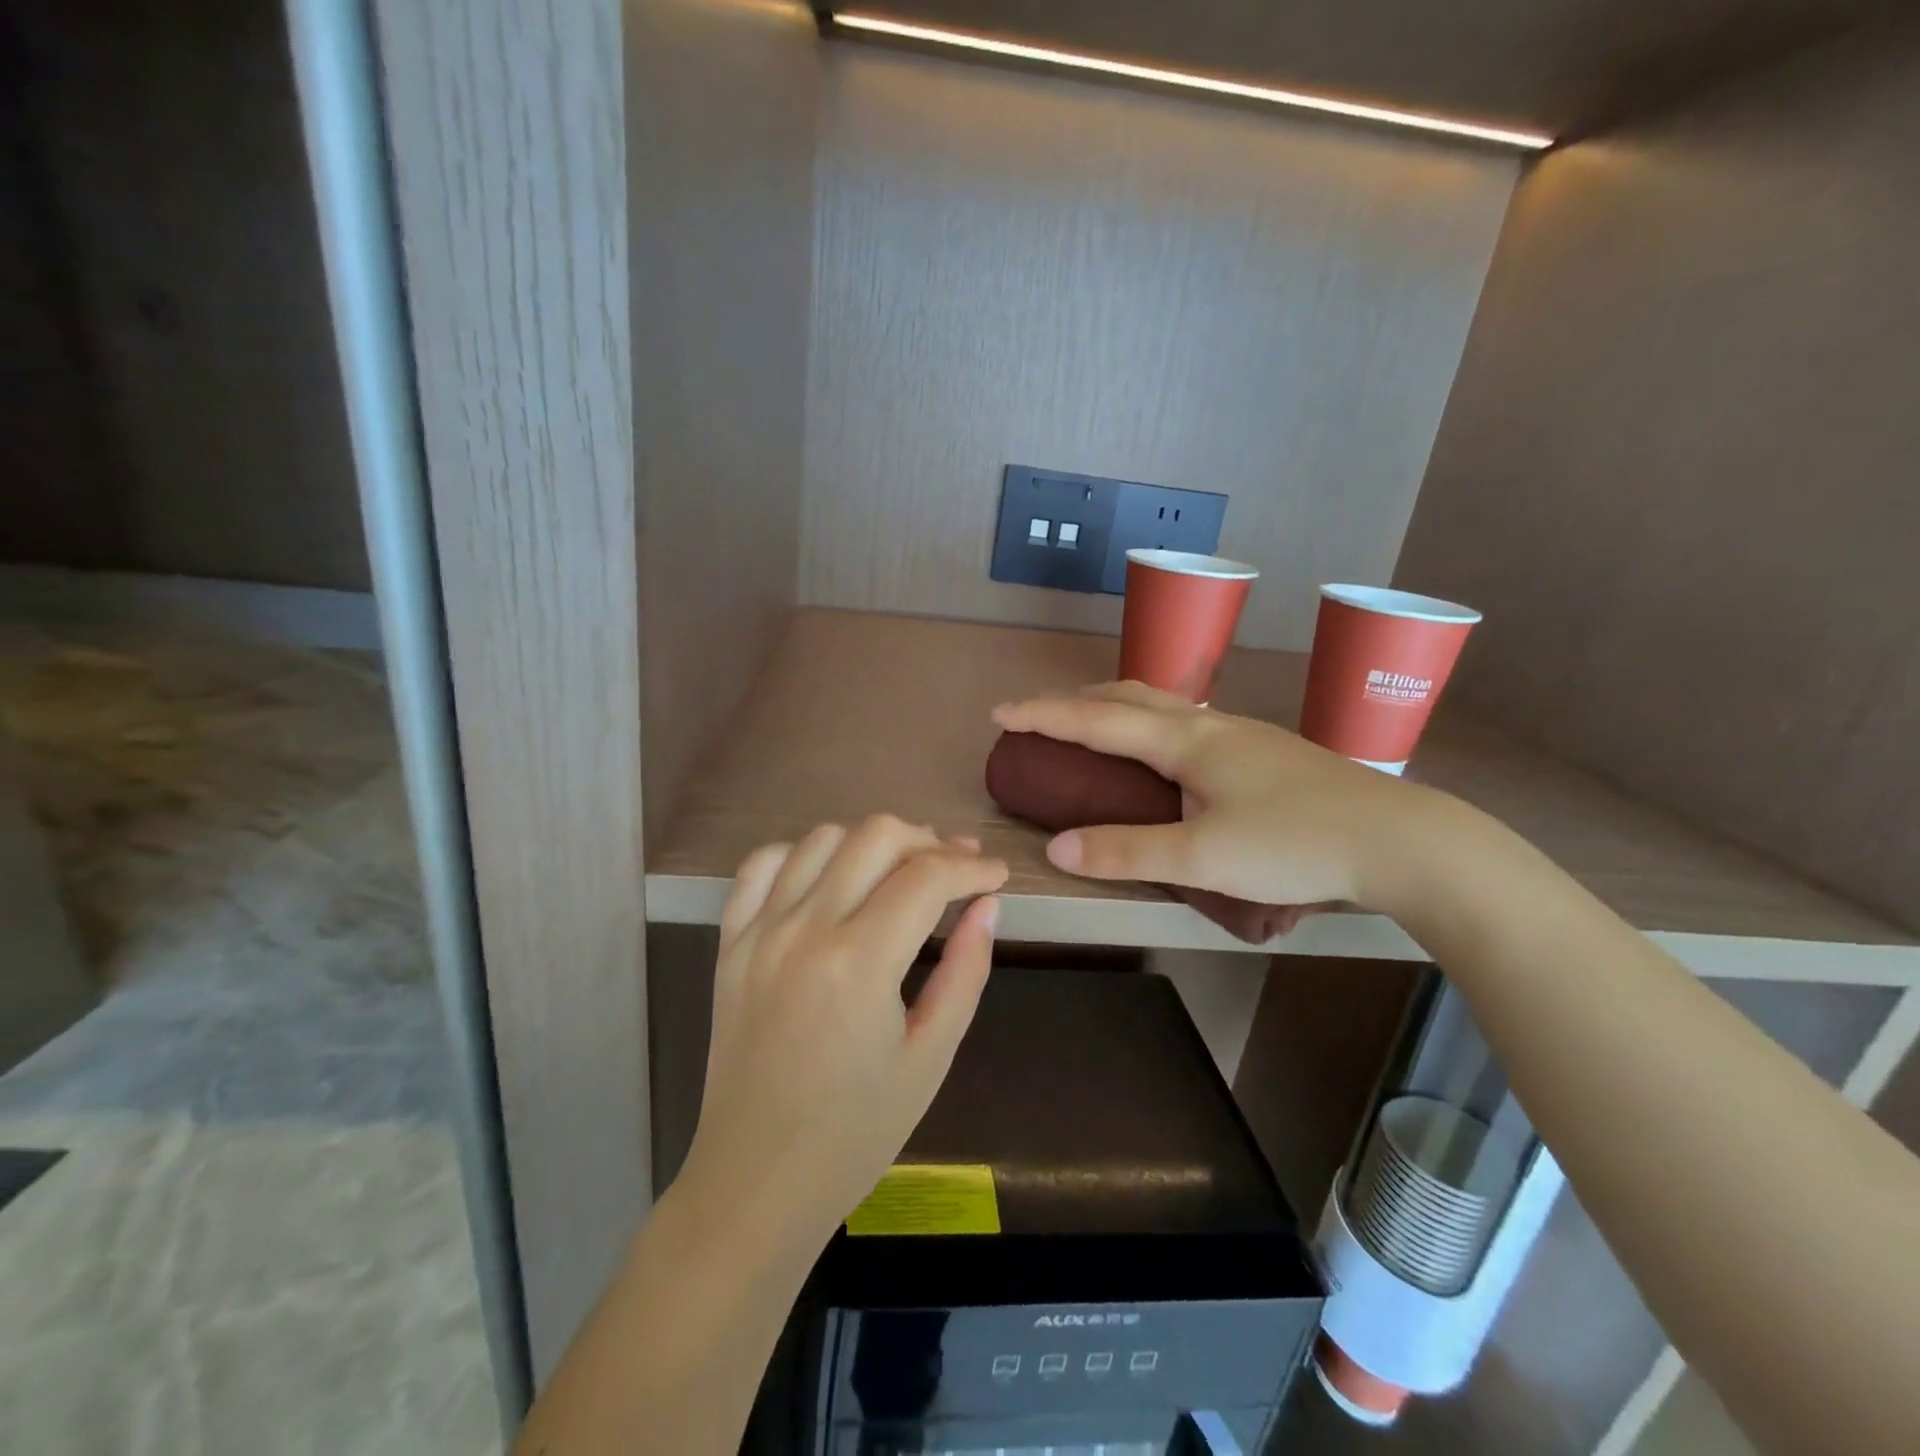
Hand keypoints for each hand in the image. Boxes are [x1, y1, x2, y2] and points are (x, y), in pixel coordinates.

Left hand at [678, 816, 1008, 1256]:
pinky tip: (830, 877)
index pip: (928, 876)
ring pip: (822, 837)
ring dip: (871, 841)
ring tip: (901, 869)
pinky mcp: (730, 942)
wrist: (755, 1180)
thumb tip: (987, 906)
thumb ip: (966, 970)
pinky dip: (802, 854)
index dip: (973, 867)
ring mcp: (759, 931)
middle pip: (876, 835)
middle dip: (929, 841)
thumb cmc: (856, 1132)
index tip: (996, 876)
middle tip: (957, 869)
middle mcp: (805, 929)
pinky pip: (761, 865)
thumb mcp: (931, 1057)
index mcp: (859, 962)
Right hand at [993, 682, 1429, 912]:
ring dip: (1113, 708)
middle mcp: (1209, 725)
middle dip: (1075, 701)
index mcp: (1186, 741)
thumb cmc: (1297, 843)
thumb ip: (1126, 852)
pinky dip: (1147, 726)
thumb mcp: (1204, 858)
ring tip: (1089, 729)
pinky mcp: (1263, 753)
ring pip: (1160, 705)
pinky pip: (1184, 724)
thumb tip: (1056, 848)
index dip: (1044, 714)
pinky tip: (1158, 753)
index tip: (1000, 713)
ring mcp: (1240, 735)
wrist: (1401, 840)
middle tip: (1039, 718)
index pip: (1097, 718)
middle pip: (1128, 695)